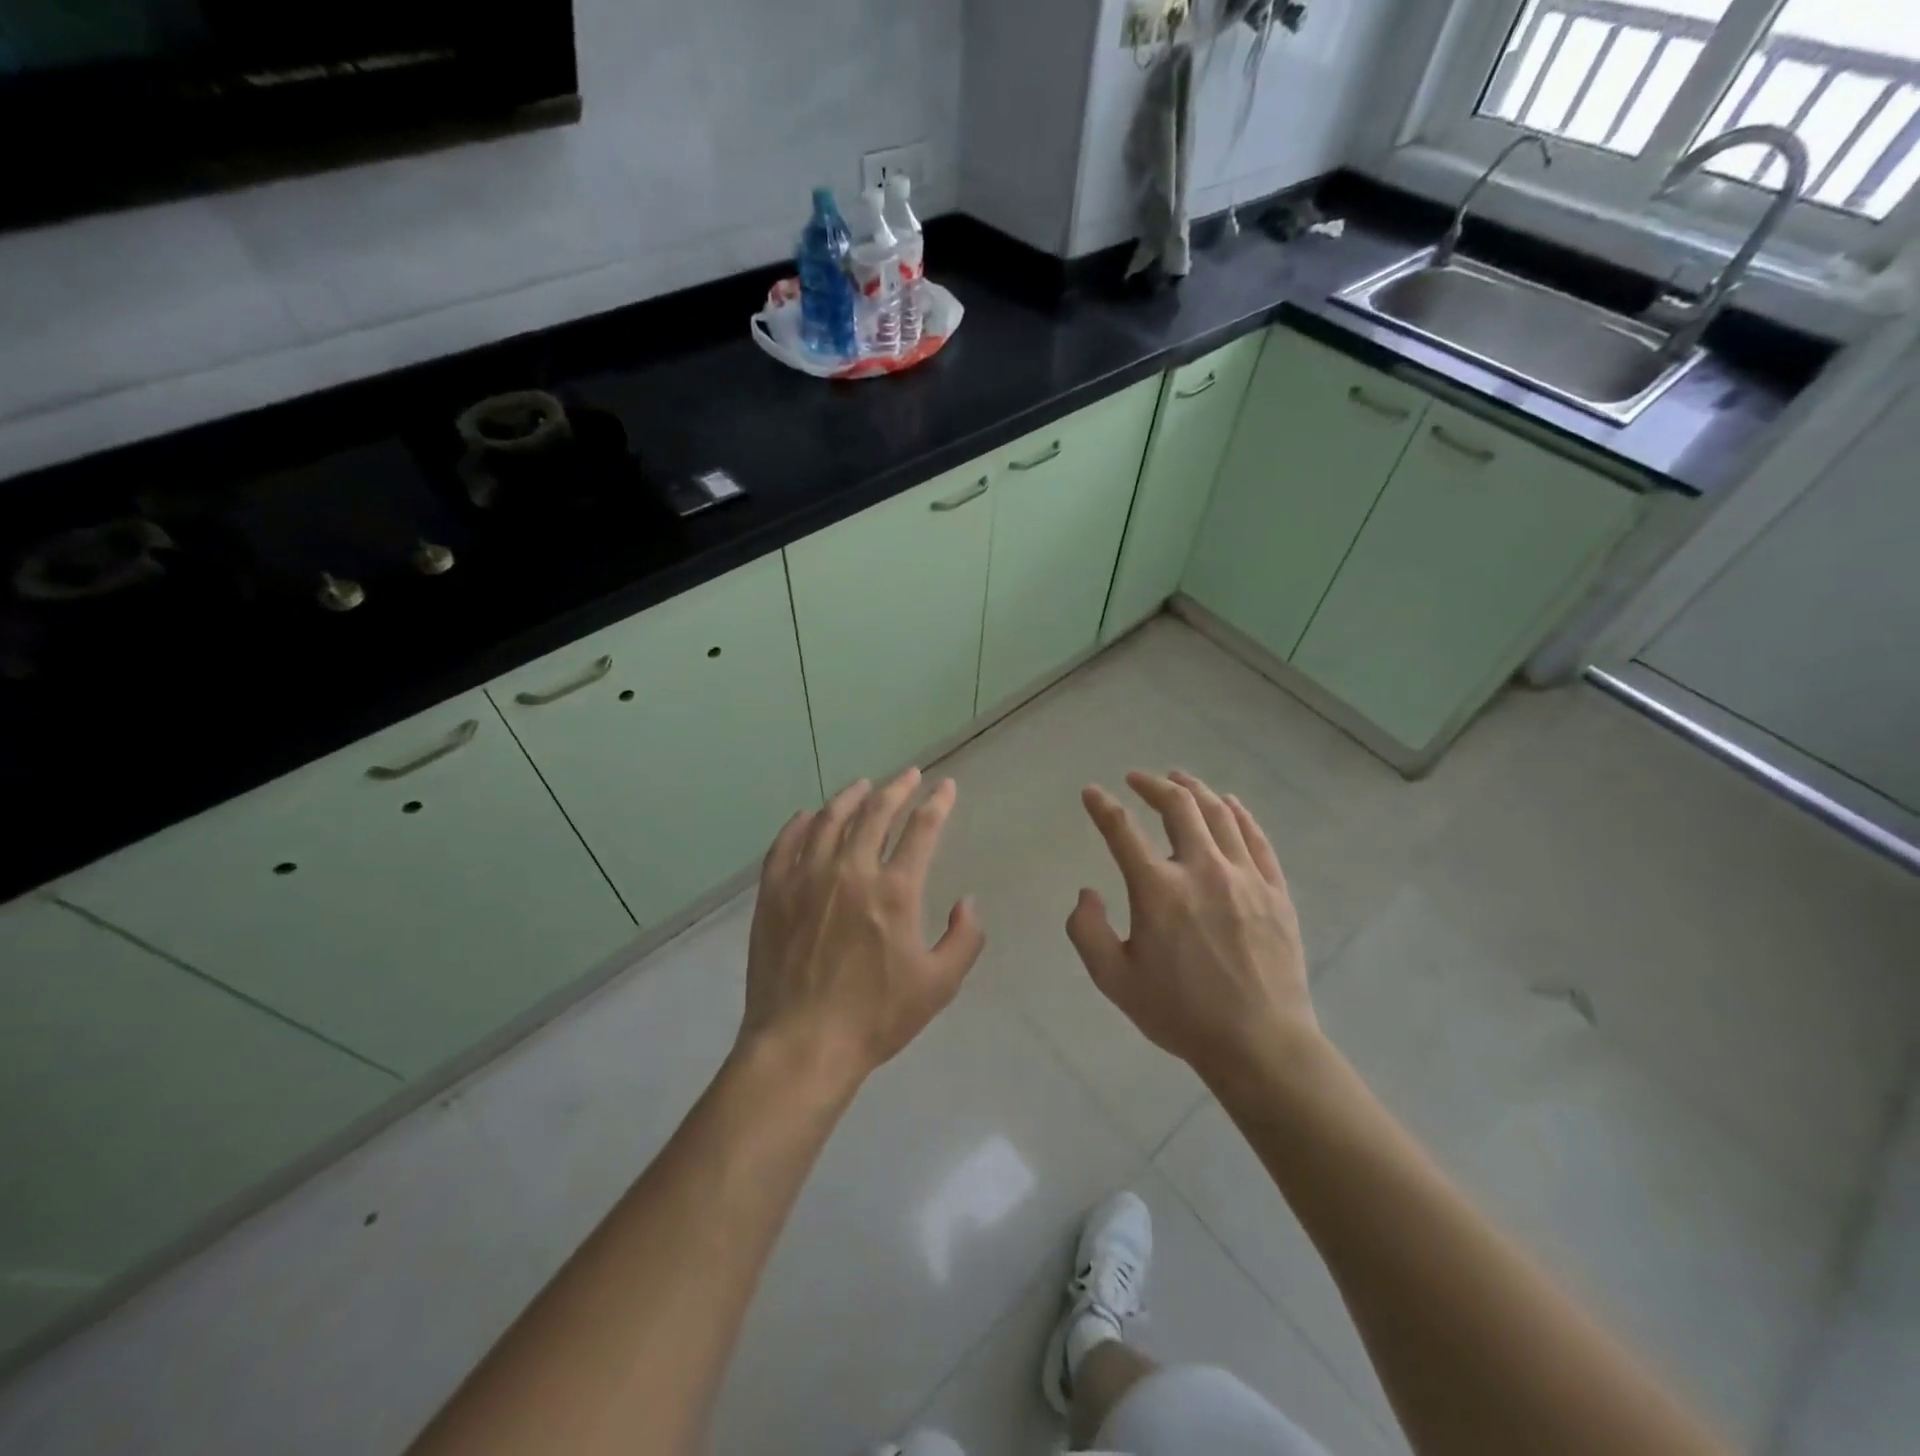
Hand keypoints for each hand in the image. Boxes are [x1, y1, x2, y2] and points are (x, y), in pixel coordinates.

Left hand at [739, 768, 984, 1090]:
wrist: (802, 1045)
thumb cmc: (876, 1018)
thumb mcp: (939, 985)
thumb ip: (965, 939)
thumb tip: (969, 902)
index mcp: (895, 891)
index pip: (922, 829)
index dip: (937, 803)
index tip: (946, 787)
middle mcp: (851, 872)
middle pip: (875, 813)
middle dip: (897, 788)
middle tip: (908, 775)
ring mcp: (807, 879)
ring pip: (829, 820)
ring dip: (850, 797)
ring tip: (862, 785)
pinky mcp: (774, 893)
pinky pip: (785, 845)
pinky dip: (799, 824)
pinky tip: (807, 816)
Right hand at [1067, 769, 1316, 1084]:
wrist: (1259, 1043)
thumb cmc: (1180, 1013)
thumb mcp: (1114, 980)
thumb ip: (1087, 931)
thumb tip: (1087, 892)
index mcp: (1158, 890)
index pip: (1122, 830)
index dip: (1102, 806)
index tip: (1091, 792)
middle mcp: (1201, 869)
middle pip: (1177, 806)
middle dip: (1152, 784)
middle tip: (1137, 778)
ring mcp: (1244, 877)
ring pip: (1219, 814)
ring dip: (1194, 789)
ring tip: (1179, 779)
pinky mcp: (1275, 890)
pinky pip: (1256, 838)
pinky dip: (1239, 814)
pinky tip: (1229, 804)